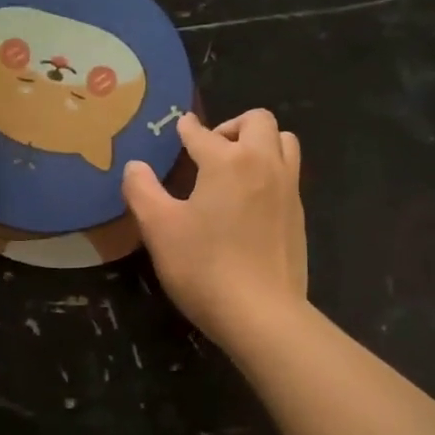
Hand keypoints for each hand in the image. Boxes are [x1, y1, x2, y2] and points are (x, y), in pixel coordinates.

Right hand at [122, 109, 306, 346]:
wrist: (261, 314)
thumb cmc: (204, 267)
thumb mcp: (159, 229)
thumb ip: (142, 190)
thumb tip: (135, 166)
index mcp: (228, 161)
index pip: (202, 133)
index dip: (186, 128)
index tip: (180, 127)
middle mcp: (264, 165)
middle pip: (258, 121)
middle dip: (232, 125)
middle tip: (211, 149)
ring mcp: (288, 190)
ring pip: (285, 142)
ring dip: (261, 143)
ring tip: (236, 167)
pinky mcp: (299, 216)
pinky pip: (289, 175)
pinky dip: (271, 171)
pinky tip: (251, 201)